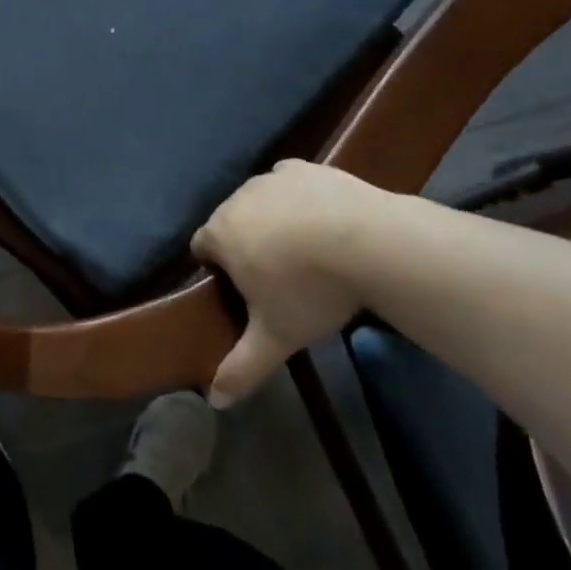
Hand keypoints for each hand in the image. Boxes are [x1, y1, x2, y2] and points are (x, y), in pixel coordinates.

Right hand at [192, 161, 393, 407]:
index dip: (217, 269)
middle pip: (229, 221)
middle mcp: (237, 198)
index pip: (201, 247)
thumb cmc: (310, 289)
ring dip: (271, 220)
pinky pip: (290, 181)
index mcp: (221, 233)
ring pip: (260, 200)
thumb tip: (215, 401)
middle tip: (278, 276)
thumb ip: (242, 367)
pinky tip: (323, 219)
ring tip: (307, 250)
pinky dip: (299, 198)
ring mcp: (271, 178)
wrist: (369, 242)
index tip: (244, 290)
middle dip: (245, 243)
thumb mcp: (276, 337)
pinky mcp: (305, 167)